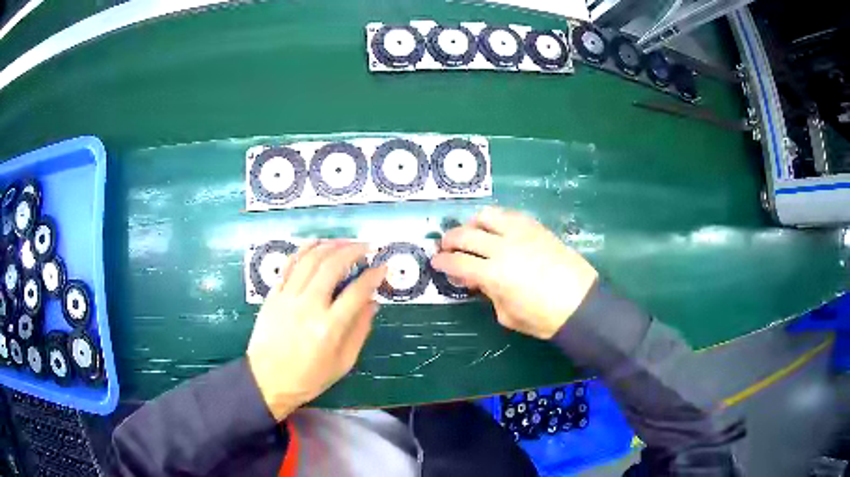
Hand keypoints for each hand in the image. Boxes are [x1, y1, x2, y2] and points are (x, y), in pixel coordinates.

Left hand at [246, 240, 386, 421]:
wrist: (266, 380)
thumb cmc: (308, 378)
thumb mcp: (342, 363)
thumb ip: (359, 331)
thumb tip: (372, 303)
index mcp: (329, 327)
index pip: (356, 291)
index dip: (373, 276)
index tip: (382, 267)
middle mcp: (308, 306)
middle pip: (332, 266)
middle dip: (352, 251)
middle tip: (365, 247)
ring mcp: (288, 297)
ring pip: (310, 259)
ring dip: (330, 245)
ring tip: (344, 242)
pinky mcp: (273, 295)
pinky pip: (290, 265)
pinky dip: (304, 250)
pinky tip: (316, 243)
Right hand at [431, 207, 596, 338]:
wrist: (581, 304)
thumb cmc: (543, 318)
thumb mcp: (507, 315)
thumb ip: (489, 294)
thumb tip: (479, 279)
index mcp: (494, 275)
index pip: (458, 262)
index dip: (443, 262)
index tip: (436, 262)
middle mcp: (504, 248)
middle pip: (466, 235)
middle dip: (450, 239)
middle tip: (446, 246)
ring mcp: (521, 233)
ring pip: (487, 216)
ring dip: (472, 223)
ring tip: (471, 233)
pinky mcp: (536, 228)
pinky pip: (510, 214)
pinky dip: (496, 219)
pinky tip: (496, 228)